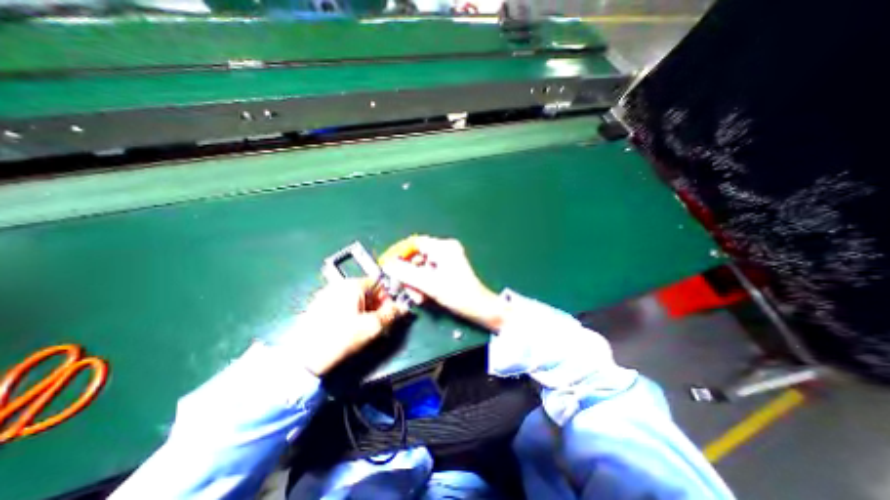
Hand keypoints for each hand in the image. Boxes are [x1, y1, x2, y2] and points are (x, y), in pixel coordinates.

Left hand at [294, 278, 404, 376]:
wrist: (304, 359)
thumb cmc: (341, 337)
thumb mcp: (372, 327)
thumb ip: (391, 314)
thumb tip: (404, 308)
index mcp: (352, 285)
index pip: (378, 283)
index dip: (388, 297)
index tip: (390, 313)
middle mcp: (339, 285)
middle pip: (367, 290)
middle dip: (377, 305)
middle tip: (379, 322)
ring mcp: (326, 295)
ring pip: (355, 298)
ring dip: (366, 309)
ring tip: (366, 327)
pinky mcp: (318, 306)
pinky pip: (343, 304)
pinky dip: (352, 312)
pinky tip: (350, 327)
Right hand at [382, 235, 507, 331]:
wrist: (480, 308)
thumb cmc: (457, 294)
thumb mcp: (429, 284)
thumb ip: (406, 273)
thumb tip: (387, 265)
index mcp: (443, 247)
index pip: (415, 244)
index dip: (400, 254)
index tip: (389, 266)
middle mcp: (445, 250)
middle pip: (417, 258)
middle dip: (409, 275)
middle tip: (405, 289)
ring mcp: (447, 261)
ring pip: (421, 269)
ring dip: (416, 283)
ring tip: (418, 298)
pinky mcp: (448, 271)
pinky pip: (429, 274)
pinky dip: (424, 285)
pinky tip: (424, 297)